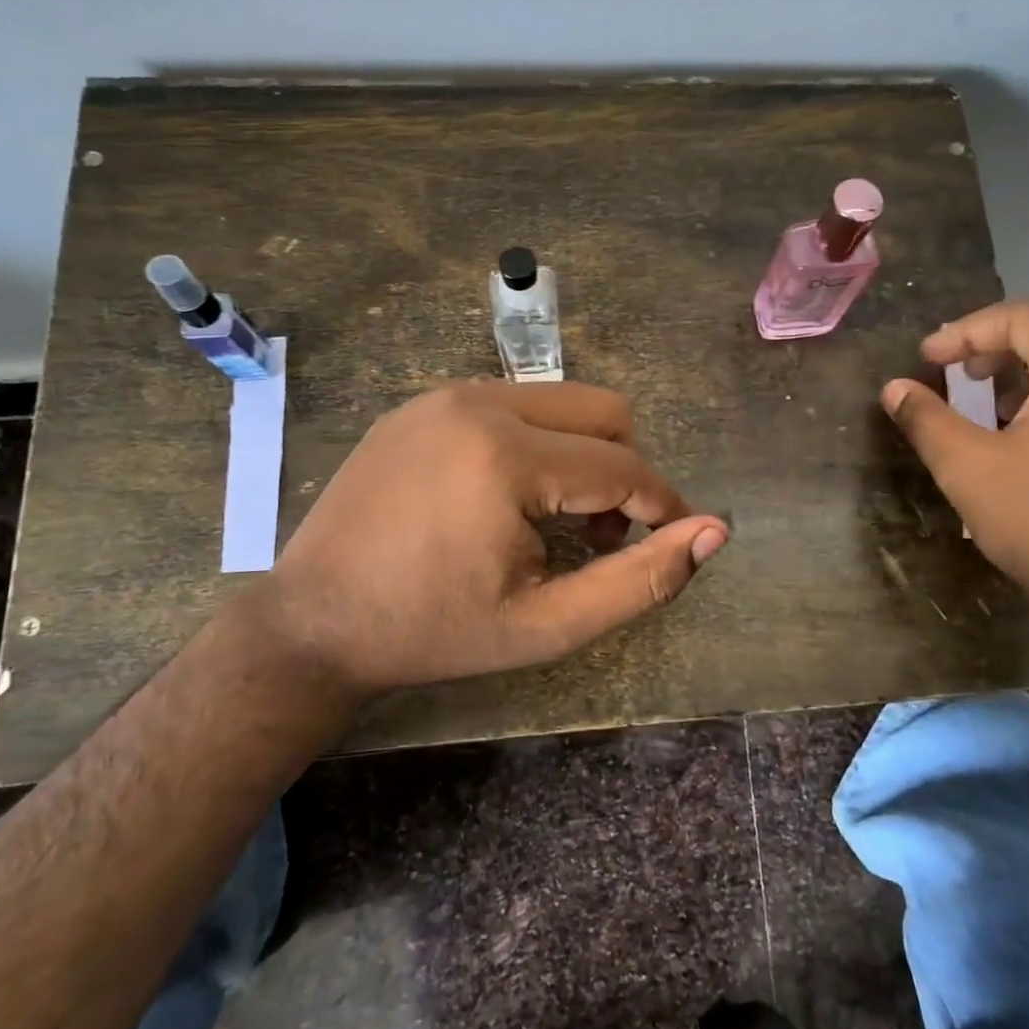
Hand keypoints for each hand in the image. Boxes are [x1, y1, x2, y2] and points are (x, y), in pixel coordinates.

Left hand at [256, 381, 728, 694]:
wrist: (313, 623)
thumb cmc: (434, 633)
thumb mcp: (547, 626)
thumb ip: (639, 580)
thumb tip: (715, 532)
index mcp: (506, 457)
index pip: (623, 466)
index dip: (662, 504)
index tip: (674, 538)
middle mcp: (478, 403)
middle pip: (603, 411)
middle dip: (625, 470)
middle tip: (602, 535)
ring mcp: (444, 395)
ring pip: (561, 401)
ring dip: (584, 454)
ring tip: (557, 518)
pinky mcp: (422, 402)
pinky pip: (513, 405)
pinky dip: (538, 442)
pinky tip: (509, 497)